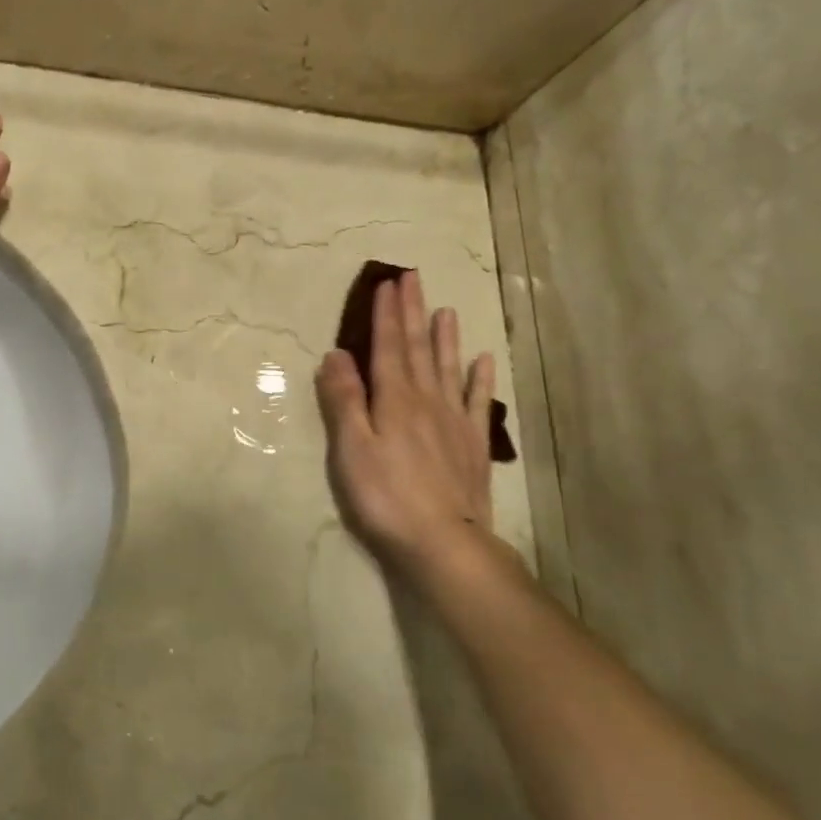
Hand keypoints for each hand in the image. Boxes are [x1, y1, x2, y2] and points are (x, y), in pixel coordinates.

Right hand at [315, 270, 504, 571]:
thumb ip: (344, 400)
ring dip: (446, 337)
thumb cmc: (385, 497)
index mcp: (394, 399)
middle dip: (414, 311)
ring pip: (449, 368)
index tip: (387, 282)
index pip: (388, 346)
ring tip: (446, 309)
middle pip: (419, 348)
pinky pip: (478, 402)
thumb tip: (336, 353)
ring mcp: (454, 421)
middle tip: (413, 277)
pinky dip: (481, 379)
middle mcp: (427, 400)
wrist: (445, 543)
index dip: (387, 313)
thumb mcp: (351, 449)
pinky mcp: (473, 445)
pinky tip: (484, 361)